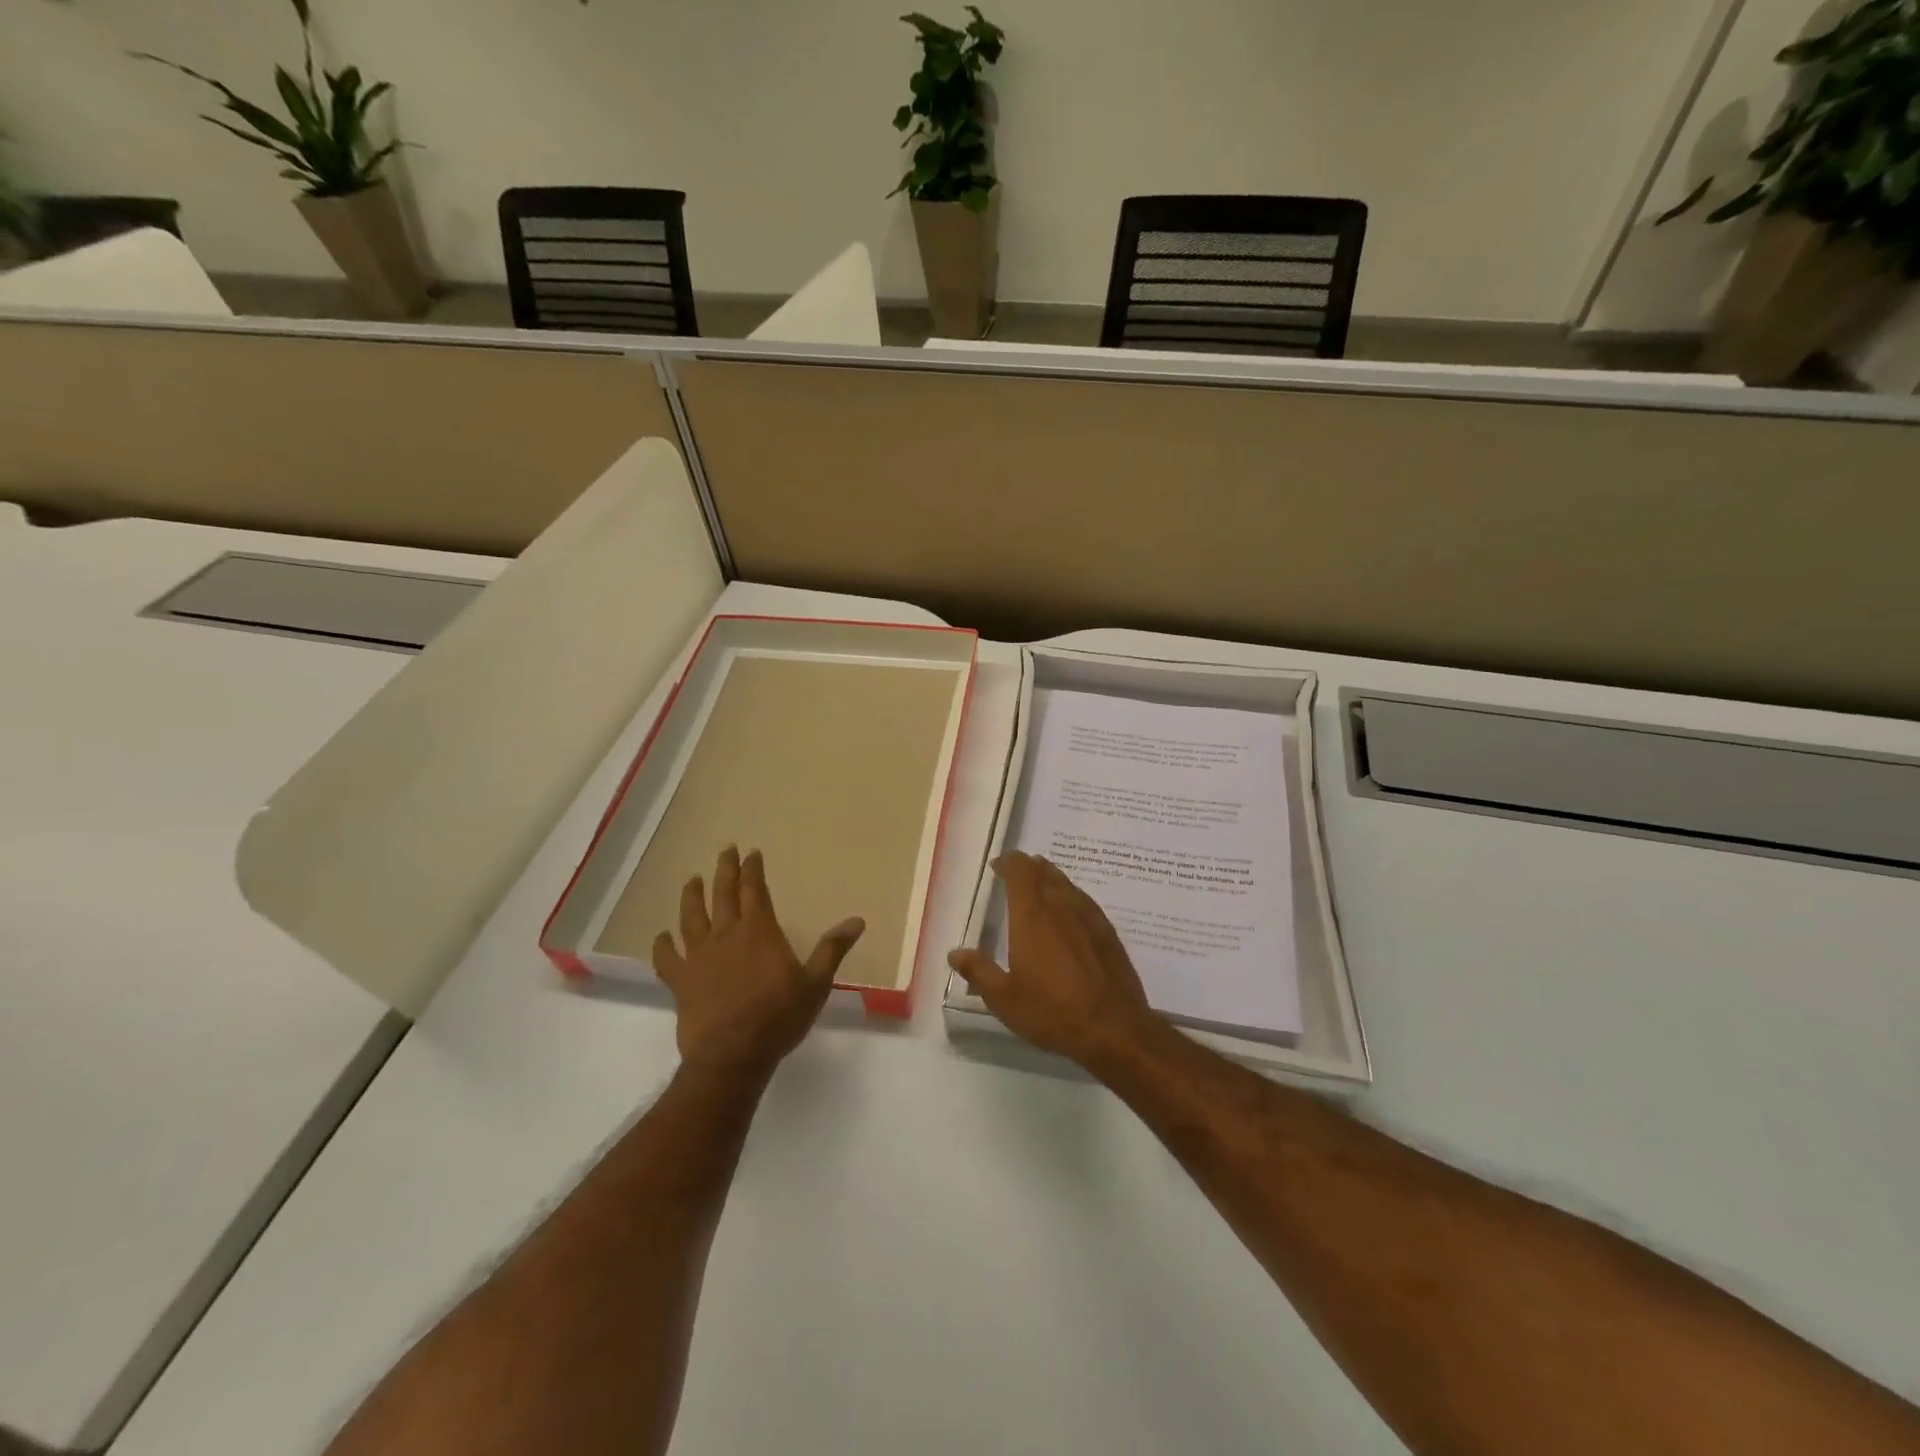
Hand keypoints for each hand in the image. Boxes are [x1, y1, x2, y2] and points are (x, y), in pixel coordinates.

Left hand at [652, 847, 864, 1080]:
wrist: (732, 1056)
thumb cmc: (779, 1017)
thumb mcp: (815, 984)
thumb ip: (832, 950)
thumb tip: (857, 921)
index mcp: (759, 931)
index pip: (755, 890)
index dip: (753, 869)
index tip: (752, 852)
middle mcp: (726, 935)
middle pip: (723, 894)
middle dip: (725, 870)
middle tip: (725, 850)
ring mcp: (699, 957)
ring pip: (691, 918)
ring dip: (692, 896)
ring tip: (691, 880)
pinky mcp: (681, 981)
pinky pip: (667, 958)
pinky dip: (663, 945)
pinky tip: (661, 937)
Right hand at [947, 852, 1161, 1070]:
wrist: (1113, 1028)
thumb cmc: (1052, 1011)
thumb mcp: (1004, 998)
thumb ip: (979, 971)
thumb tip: (955, 953)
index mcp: (1032, 916)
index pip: (1021, 872)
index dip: (1009, 863)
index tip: (998, 865)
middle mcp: (1061, 907)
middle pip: (1045, 872)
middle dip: (1029, 867)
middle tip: (1016, 872)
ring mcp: (1089, 917)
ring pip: (1067, 884)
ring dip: (1050, 878)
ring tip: (1040, 884)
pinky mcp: (1108, 933)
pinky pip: (1085, 901)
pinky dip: (1071, 896)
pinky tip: (1070, 911)